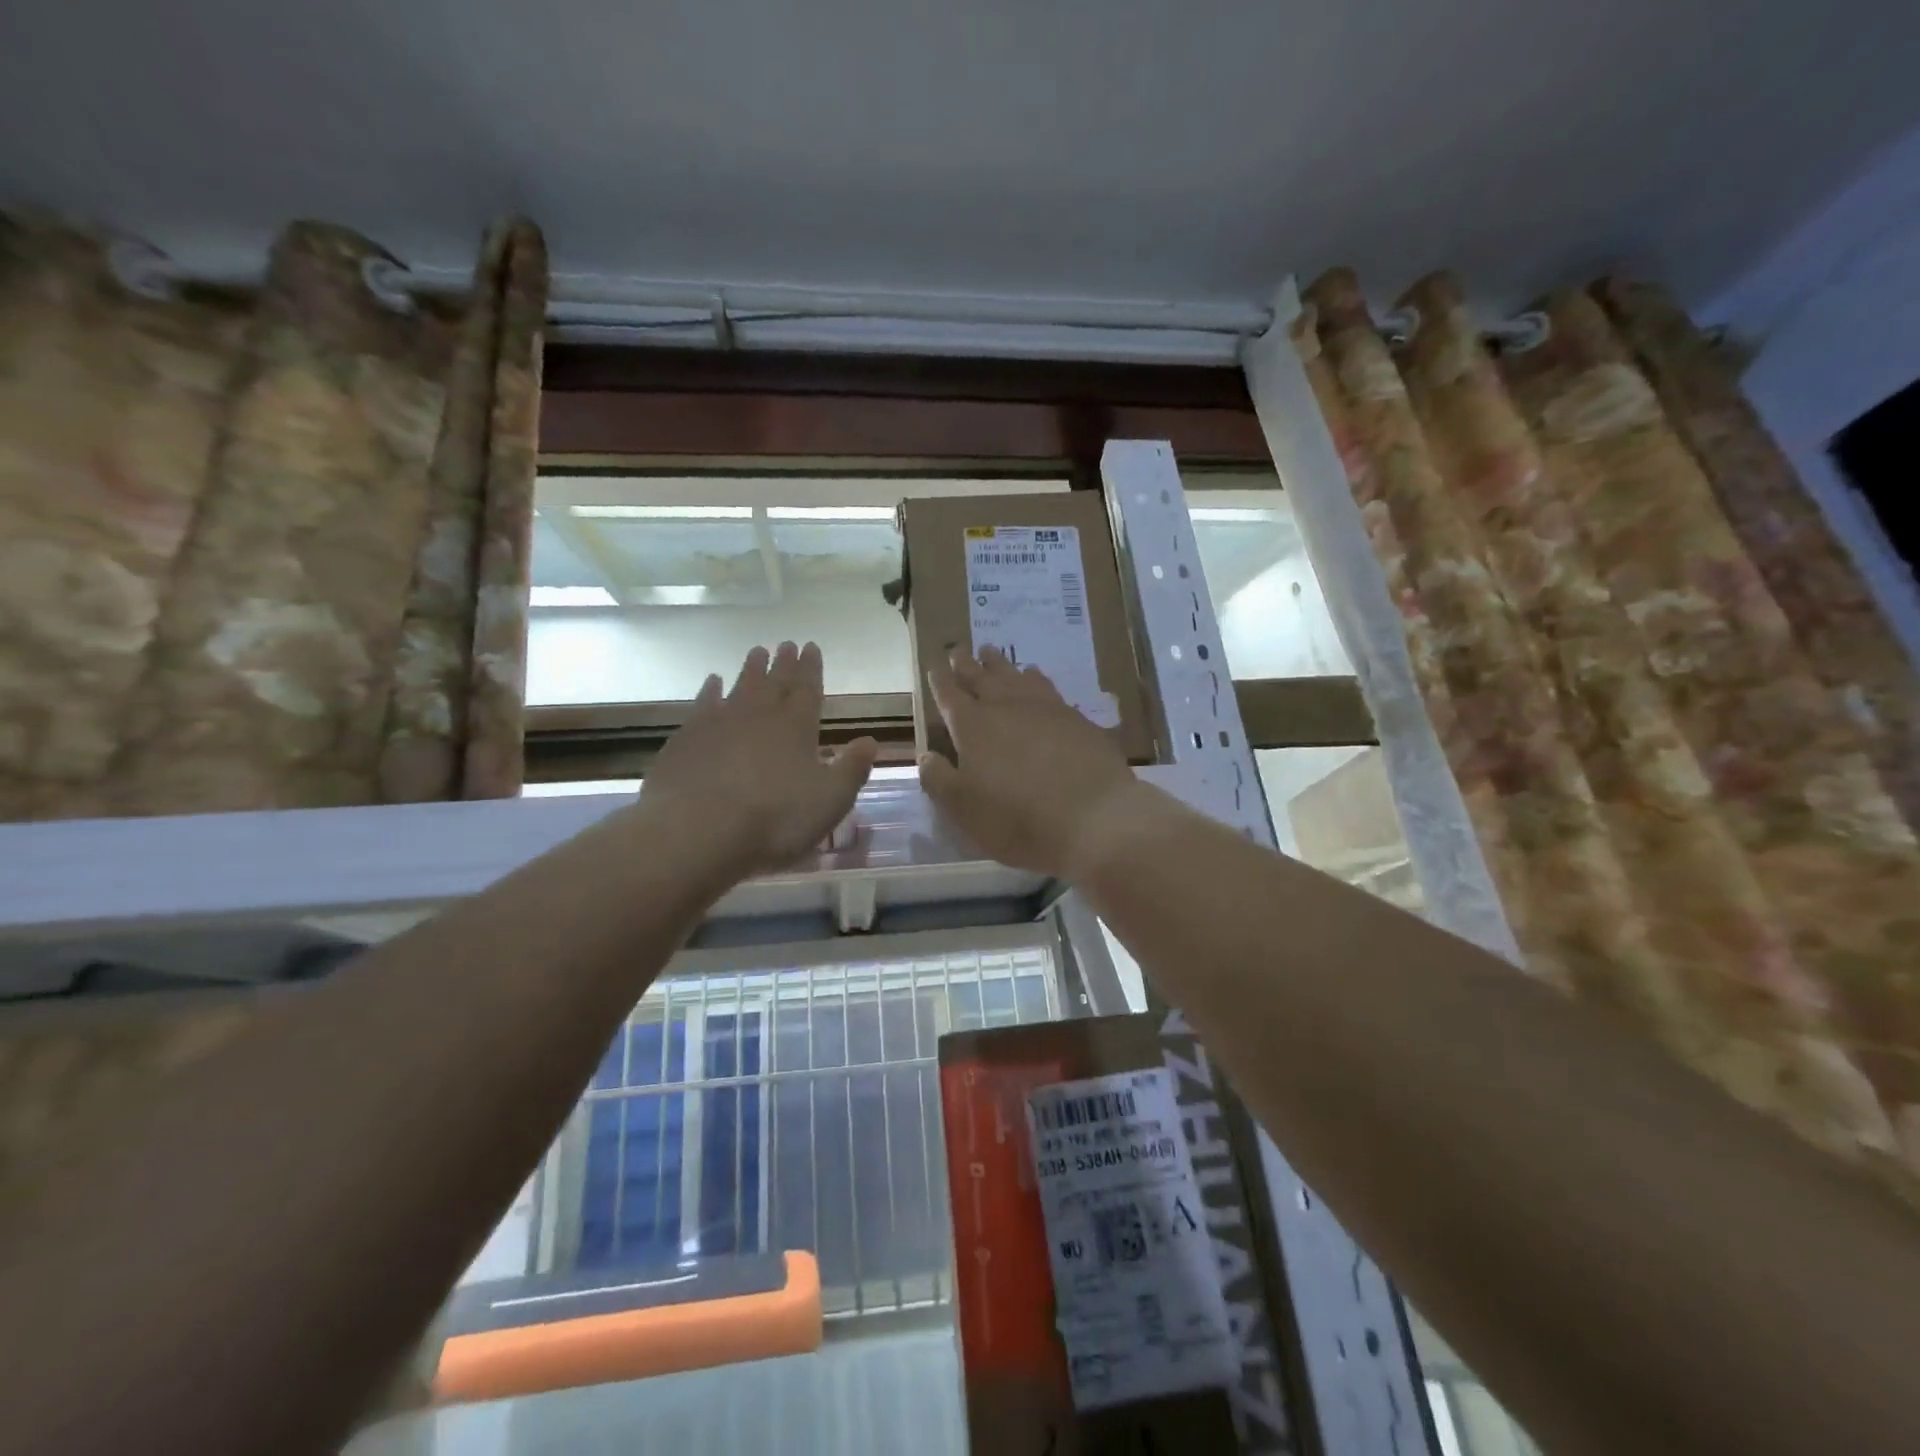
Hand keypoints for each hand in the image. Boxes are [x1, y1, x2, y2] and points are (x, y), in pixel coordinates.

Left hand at [646, 642, 878, 874]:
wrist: (697, 829)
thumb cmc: (775, 818)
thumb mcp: (830, 800)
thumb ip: (852, 769)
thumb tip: (870, 741)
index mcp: (797, 726)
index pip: (808, 688)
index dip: (811, 668)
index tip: (811, 647)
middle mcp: (759, 714)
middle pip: (775, 682)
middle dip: (784, 663)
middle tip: (787, 644)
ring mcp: (719, 722)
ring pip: (740, 686)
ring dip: (750, 669)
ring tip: (757, 651)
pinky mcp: (687, 737)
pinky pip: (703, 704)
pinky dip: (710, 691)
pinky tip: (712, 683)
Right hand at [917, 647, 1148, 877]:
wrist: (1093, 817)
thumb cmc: (1017, 818)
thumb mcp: (963, 809)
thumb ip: (939, 779)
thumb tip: (925, 756)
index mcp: (972, 727)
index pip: (949, 696)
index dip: (940, 682)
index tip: (934, 667)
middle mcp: (1006, 707)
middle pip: (981, 677)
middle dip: (967, 664)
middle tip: (959, 649)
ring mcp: (1044, 707)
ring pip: (1015, 675)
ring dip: (999, 664)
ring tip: (991, 653)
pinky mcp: (1075, 717)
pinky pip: (1047, 686)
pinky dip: (1034, 676)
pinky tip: (1034, 675)